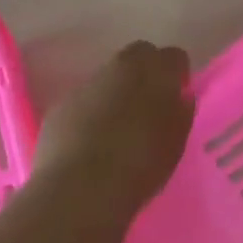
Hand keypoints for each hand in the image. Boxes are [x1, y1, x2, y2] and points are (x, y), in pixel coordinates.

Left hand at [35, 41, 194, 211]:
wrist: (80, 188)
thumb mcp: (175, 143)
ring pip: (108, 77)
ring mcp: (86, 84)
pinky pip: (84, 100)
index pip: (174, 56)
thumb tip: (179, 98)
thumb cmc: (140, 166)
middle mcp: (120, 68)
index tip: (178, 95)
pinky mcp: (61, 105)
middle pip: (138, 54)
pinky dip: (91, 111)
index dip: (178, 74)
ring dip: (117, 91)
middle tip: (150, 104)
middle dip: (147, 71)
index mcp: (155, 72)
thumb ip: (181, 113)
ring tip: (119, 127)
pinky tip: (92, 142)